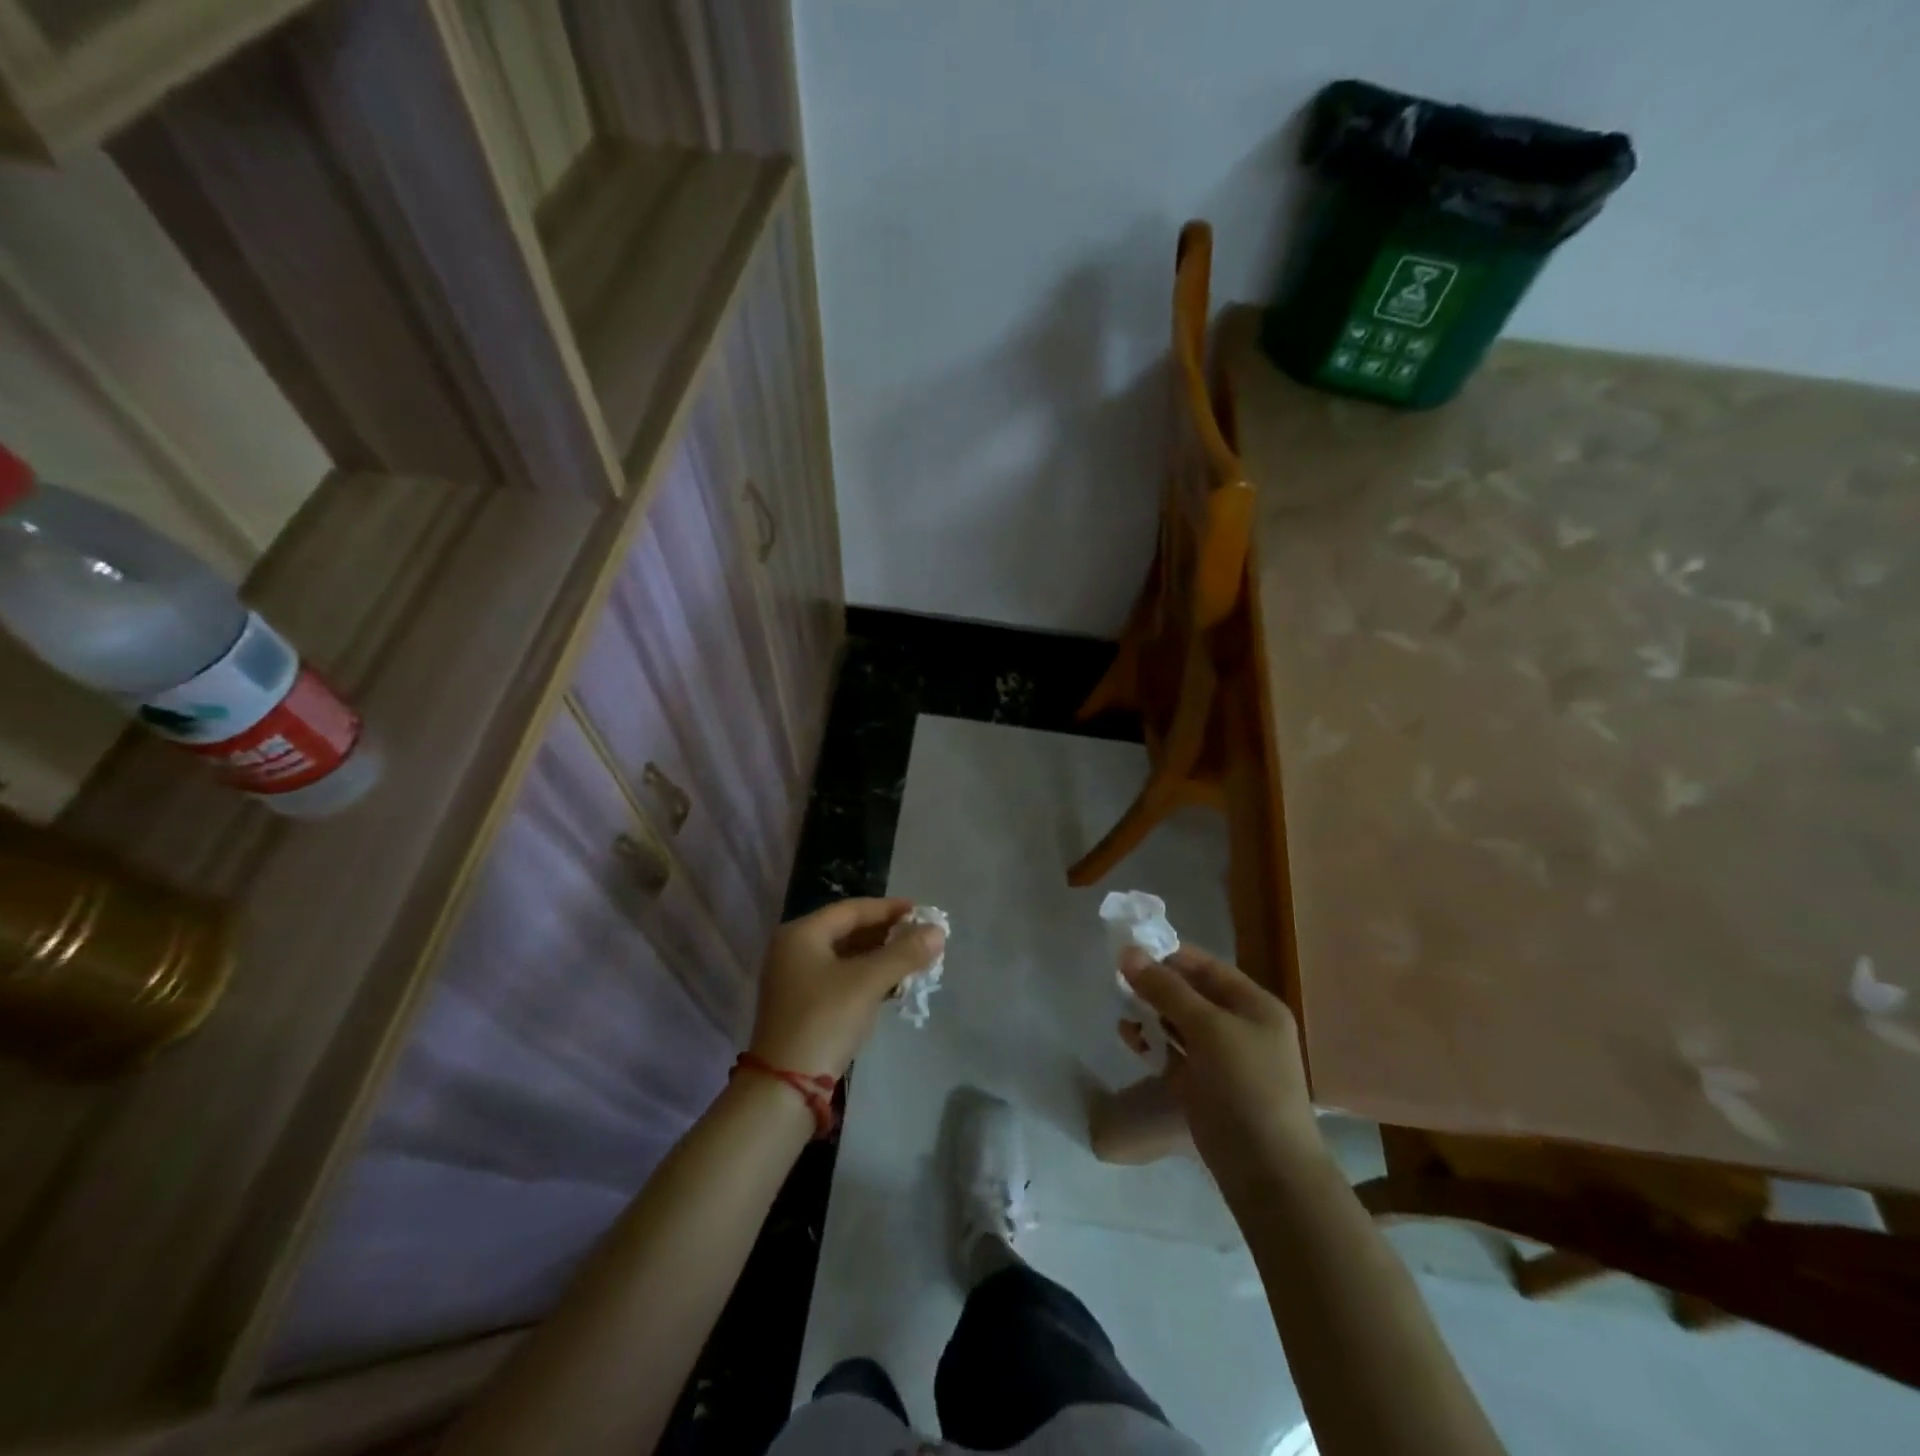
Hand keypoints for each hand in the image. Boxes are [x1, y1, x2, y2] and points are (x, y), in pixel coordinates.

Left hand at [749, 898, 943, 1078]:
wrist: (785, 1087)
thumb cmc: (825, 1020)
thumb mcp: (867, 982)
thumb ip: (904, 953)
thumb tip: (938, 931)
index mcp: (802, 934)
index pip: (852, 909)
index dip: (889, 909)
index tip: (922, 912)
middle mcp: (794, 950)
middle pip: (849, 931)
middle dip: (887, 934)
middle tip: (922, 938)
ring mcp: (796, 980)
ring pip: (847, 957)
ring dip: (881, 958)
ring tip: (915, 961)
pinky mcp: (804, 1006)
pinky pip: (842, 979)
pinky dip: (868, 978)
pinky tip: (894, 986)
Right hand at [1121, 944, 1321, 1196]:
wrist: (1267, 1171)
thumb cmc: (1246, 1086)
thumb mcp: (1208, 1028)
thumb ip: (1166, 989)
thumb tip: (1128, 952)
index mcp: (1254, 1005)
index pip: (1207, 967)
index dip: (1169, 955)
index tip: (1129, 948)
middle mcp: (1239, 1027)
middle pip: (1190, 994)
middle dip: (1155, 985)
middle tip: (1115, 977)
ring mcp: (1220, 1059)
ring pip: (1177, 1023)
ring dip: (1149, 1013)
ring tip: (1119, 1007)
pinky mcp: (1201, 1086)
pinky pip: (1171, 1053)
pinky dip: (1151, 1042)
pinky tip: (1127, 1036)